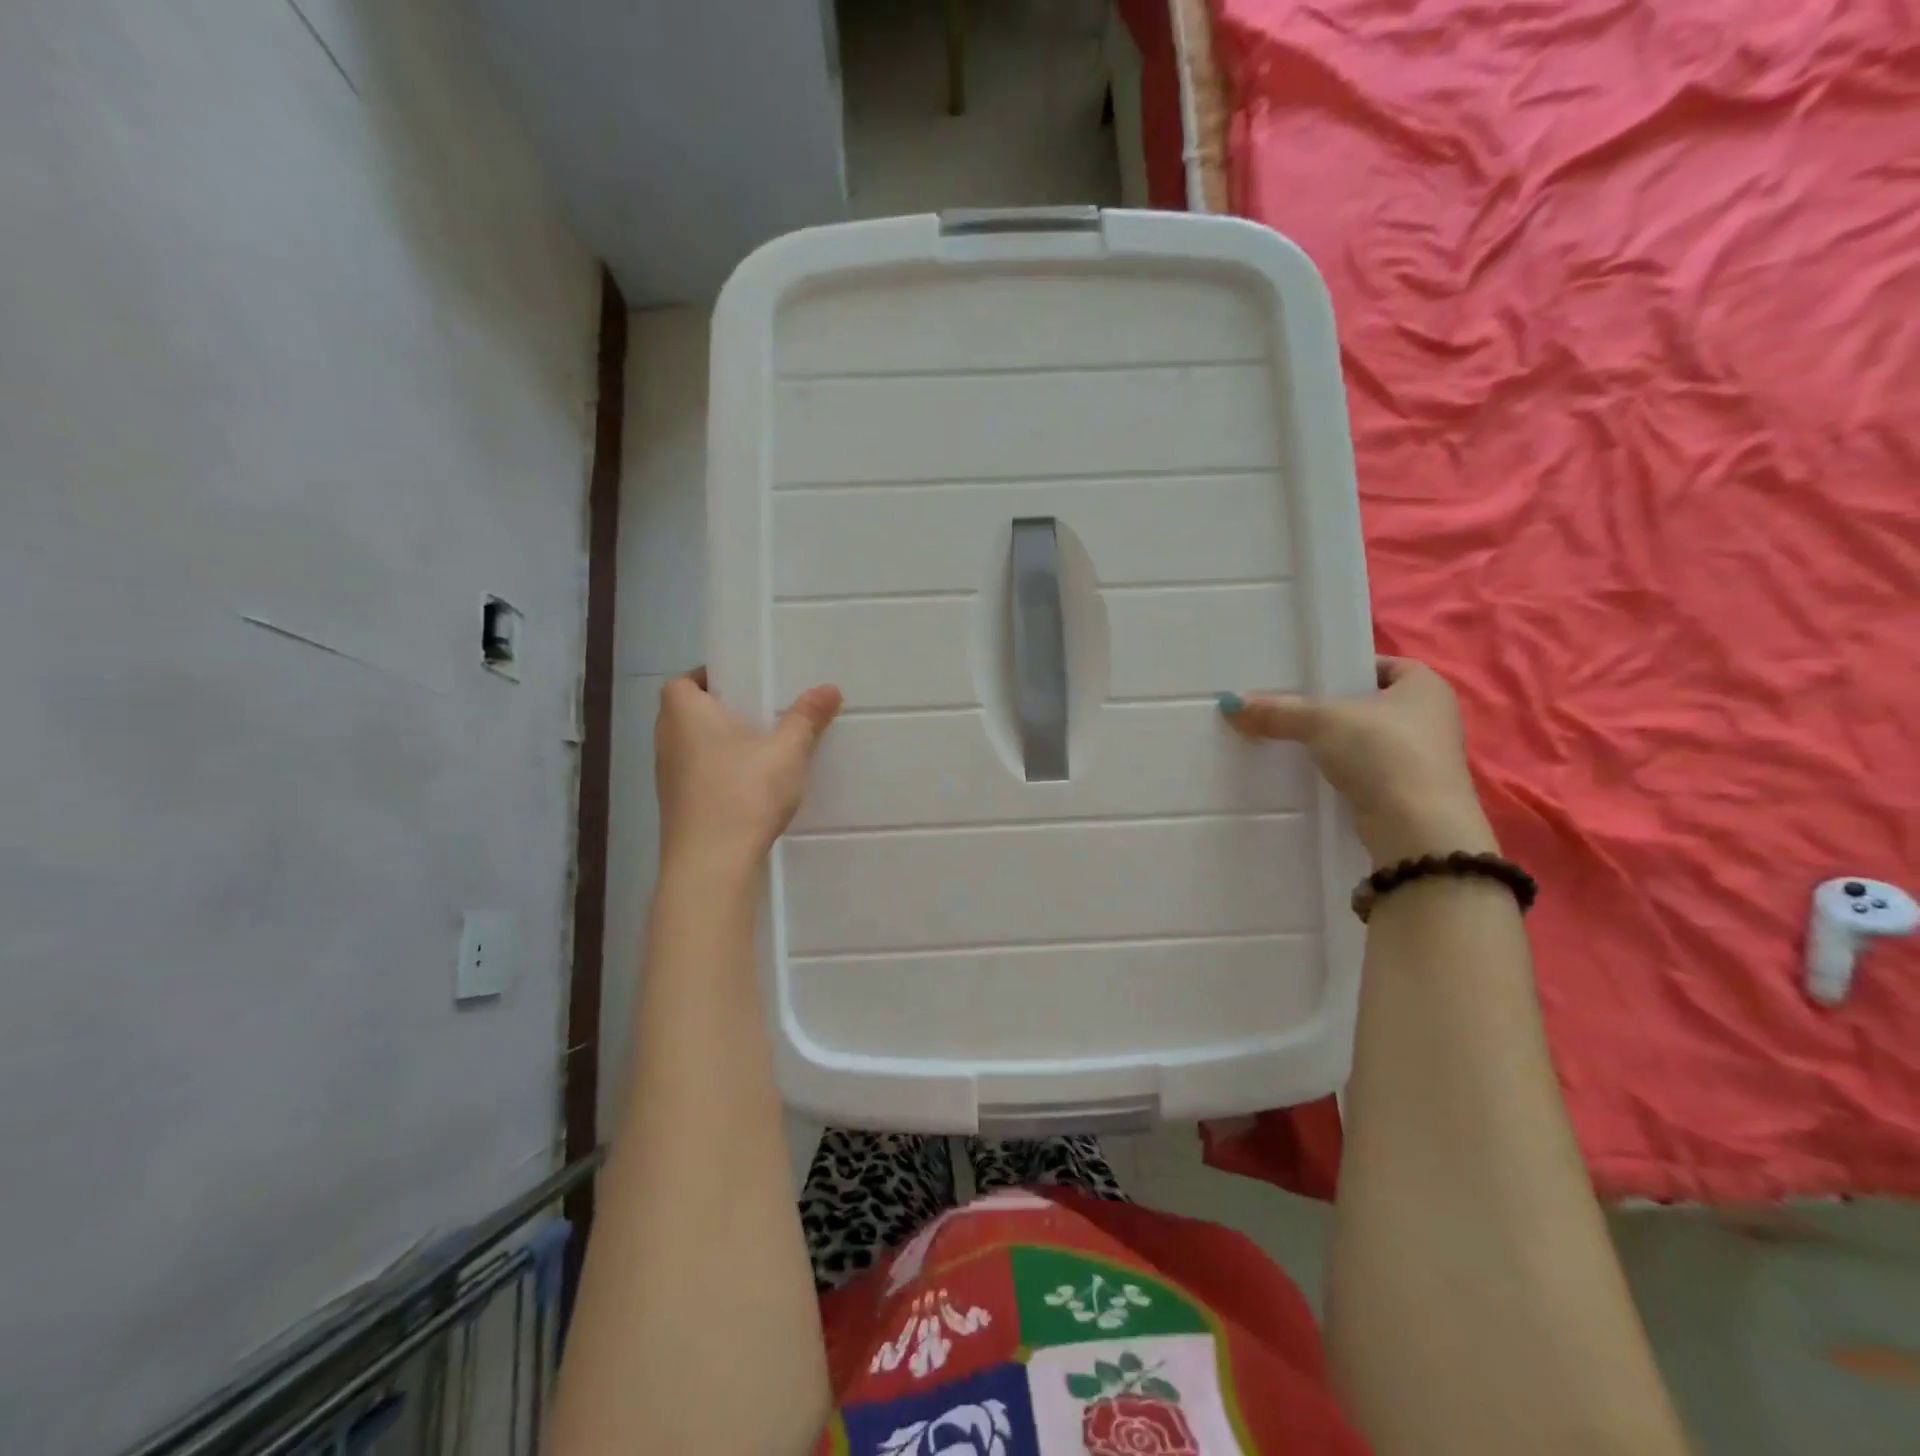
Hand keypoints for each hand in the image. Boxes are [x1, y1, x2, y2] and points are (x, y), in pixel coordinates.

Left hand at [654, 668, 842, 873]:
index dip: (709, 678)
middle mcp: (667, 739)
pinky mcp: (677, 807)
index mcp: (684, 713)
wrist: (711, 864)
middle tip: (759, 712)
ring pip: (692, 746)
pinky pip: (696, 775)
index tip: (743, 684)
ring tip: (760, 748)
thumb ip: (806, 717)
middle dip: (720, 711)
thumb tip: (830, 687)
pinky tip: (749, 785)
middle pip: (687, 713)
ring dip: (719, 744)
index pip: (683, 681)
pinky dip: (717, 772)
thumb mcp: (787, 751)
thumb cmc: (744, 793)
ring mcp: (667, 777)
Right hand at [1220, 657, 1495, 865]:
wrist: (1416, 829)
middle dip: (1329, 708)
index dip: (1342, 668)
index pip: (1378, 665)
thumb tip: (1230, 703)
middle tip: (1285, 708)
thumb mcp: (1322, 721)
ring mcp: (1421, 759)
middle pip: (1366, 704)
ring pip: (1363, 740)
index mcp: (1424, 685)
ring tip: (1287, 741)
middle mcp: (1430, 718)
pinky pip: (1363, 771)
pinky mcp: (1406, 793)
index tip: (1306, 679)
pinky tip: (1306, 774)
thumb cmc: (1383, 753)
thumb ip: (1277, 711)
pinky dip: (1338, 771)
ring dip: (1331, 743)